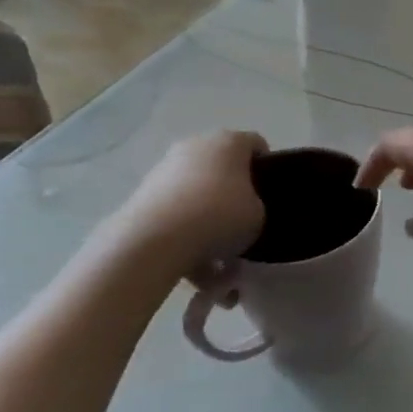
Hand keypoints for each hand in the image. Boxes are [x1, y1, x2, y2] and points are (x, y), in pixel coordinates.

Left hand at [109, 132, 266, 277]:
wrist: (155, 240)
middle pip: (223, 168)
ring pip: (197, 194)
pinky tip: (196, 268)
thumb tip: (243, 212)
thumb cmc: (219, 216)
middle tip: (243, 223)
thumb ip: (257, 207)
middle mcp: (196, 146)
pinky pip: (176, 215)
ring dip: (208, 219)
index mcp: (229, 142)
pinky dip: (186, 235)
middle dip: (234, 194)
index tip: (269, 194)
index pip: (256, 145)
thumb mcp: (259, 215)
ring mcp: (165, 169)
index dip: (267, 168)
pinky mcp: (143, 194)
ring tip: (218, 259)